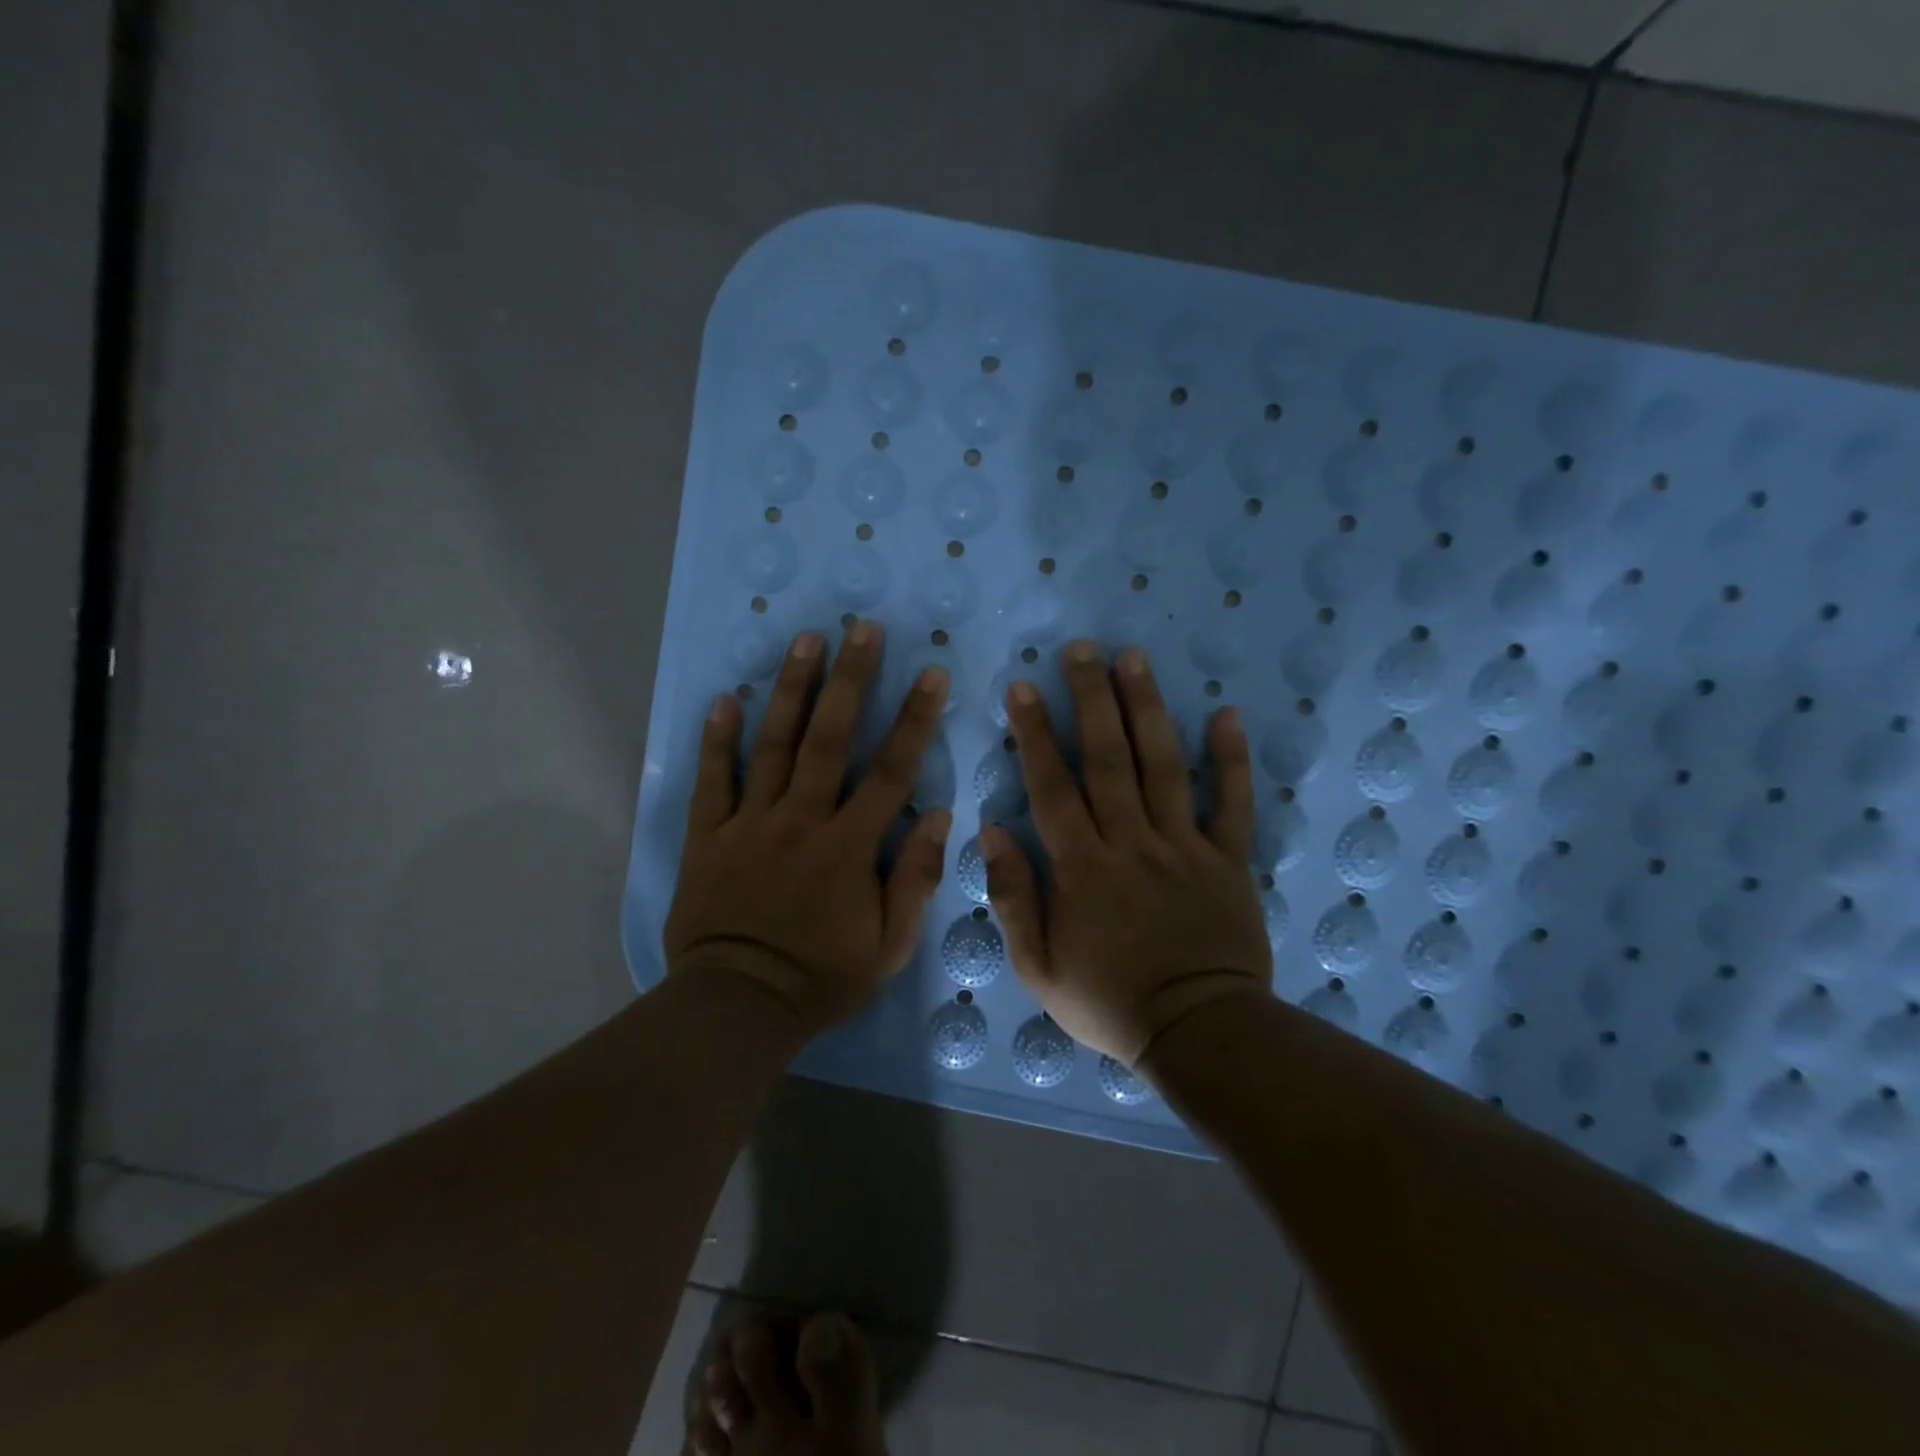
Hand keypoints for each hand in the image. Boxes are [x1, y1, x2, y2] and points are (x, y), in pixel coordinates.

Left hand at [663, 622, 951, 1035]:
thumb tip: (939, 815)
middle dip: (851, 680)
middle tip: (862, 629)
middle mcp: (801, 821)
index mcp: (848, 846)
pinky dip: (717, 740)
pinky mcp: (709, 836)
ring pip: (772, 745)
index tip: (932, 675)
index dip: (915, 720)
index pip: (891, 772)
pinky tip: (724, 699)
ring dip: (790, 690)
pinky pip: (713, 781)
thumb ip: (915, 878)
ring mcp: (750, 824)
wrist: (737, 1006)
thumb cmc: (822, 977)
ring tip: (804, 641)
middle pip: (829, 739)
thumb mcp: (890, 945)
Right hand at [982, 642, 1271, 1065]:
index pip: (1052, 788)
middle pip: (1107, 759)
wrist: (1199, 1033)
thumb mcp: (1038, 968)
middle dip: (1090, 699)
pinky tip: (1225, 714)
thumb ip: (1013, 898)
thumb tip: (991, 832)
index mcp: (1082, 868)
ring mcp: (1184, 847)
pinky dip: (1231, 760)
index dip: (1035, 734)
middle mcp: (1131, 843)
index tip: (1023, 687)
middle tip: (1081, 649)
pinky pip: (1232, 804)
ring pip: (1162, 766)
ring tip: (1134, 659)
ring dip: (1146, 710)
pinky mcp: (1228, 859)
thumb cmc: (1109, 1003)